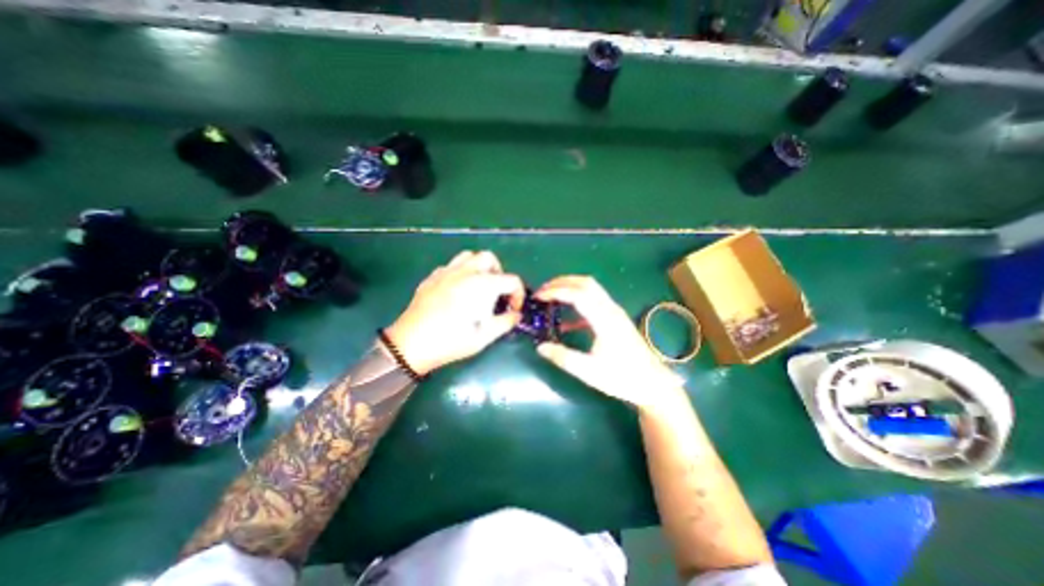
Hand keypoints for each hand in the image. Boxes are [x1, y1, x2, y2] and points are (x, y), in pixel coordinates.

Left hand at [387, 250, 525, 372]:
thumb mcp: (485, 337)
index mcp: (483, 284)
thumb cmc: (451, 341)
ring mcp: (447, 272)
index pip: (511, 280)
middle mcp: (466, 272)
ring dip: (479, 267)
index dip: (518, 294)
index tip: (513, 309)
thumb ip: (506, 322)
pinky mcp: (432, 277)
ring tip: (479, 286)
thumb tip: (516, 315)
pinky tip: (457, 290)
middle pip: (490, 259)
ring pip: (469, 256)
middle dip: (499, 273)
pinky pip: (451, 266)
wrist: (411, 344)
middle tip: (497, 293)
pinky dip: (461, 272)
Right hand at [539, 278, 686, 408]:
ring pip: (591, 288)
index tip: (539, 296)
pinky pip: (595, 300)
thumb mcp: (589, 371)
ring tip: (552, 296)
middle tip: (543, 290)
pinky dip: (578, 300)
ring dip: (570, 287)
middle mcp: (611, 309)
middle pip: (585, 283)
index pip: (577, 294)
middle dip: (562, 282)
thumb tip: (540, 347)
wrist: (652, 384)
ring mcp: (615, 312)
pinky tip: (567, 318)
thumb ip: (563, 357)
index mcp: (604, 320)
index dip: (556, 291)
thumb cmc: (622, 378)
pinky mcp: (616, 317)